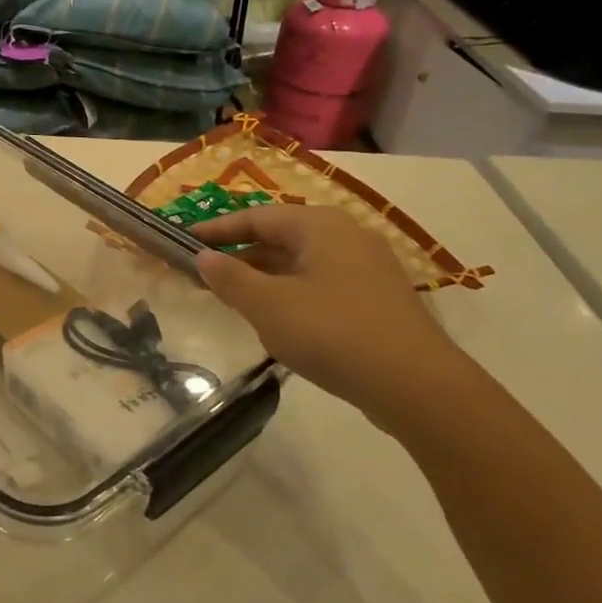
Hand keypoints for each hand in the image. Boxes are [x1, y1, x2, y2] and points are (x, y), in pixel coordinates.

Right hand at [192, 205, 470, 421]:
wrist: (417, 385)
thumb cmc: (332, 332)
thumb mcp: (268, 306)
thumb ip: (231, 279)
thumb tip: (204, 257)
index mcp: (320, 226)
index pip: (256, 217)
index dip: (217, 230)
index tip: (184, 242)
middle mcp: (347, 236)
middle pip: (280, 237)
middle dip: (241, 255)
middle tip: (205, 275)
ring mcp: (368, 268)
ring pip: (302, 263)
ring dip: (265, 277)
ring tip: (235, 299)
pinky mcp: (378, 299)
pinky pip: (322, 284)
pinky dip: (292, 293)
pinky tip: (279, 322)